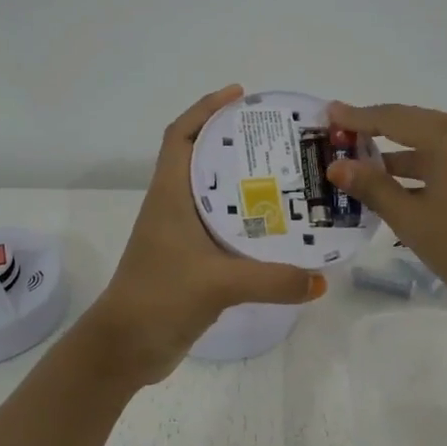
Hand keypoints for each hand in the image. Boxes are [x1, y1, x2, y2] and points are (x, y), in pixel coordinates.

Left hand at [85, 85, 325, 382]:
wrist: (125, 350)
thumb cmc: (158, 299)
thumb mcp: (217, 284)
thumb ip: (273, 279)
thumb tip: (321, 279)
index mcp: (169, 196)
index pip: (180, 135)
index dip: (205, 109)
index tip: (240, 95)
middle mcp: (174, 207)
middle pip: (202, 159)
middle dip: (236, 142)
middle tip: (281, 138)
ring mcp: (181, 235)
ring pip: (215, 194)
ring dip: (244, 182)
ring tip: (289, 175)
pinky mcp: (192, 261)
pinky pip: (223, 228)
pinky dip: (247, 220)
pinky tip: (278, 227)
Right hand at [325, 101, 446, 318]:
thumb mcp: (412, 219)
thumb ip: (372, 187)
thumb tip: (336, 166)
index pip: (393, 118)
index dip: (357, 117)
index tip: (328, 113)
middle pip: (412, 126)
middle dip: (374, 136)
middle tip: (337, 140)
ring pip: (429, 146)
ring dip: (396, 158)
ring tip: (356, 169)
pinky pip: (446, 160)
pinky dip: (420, 170)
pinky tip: (393, 187)